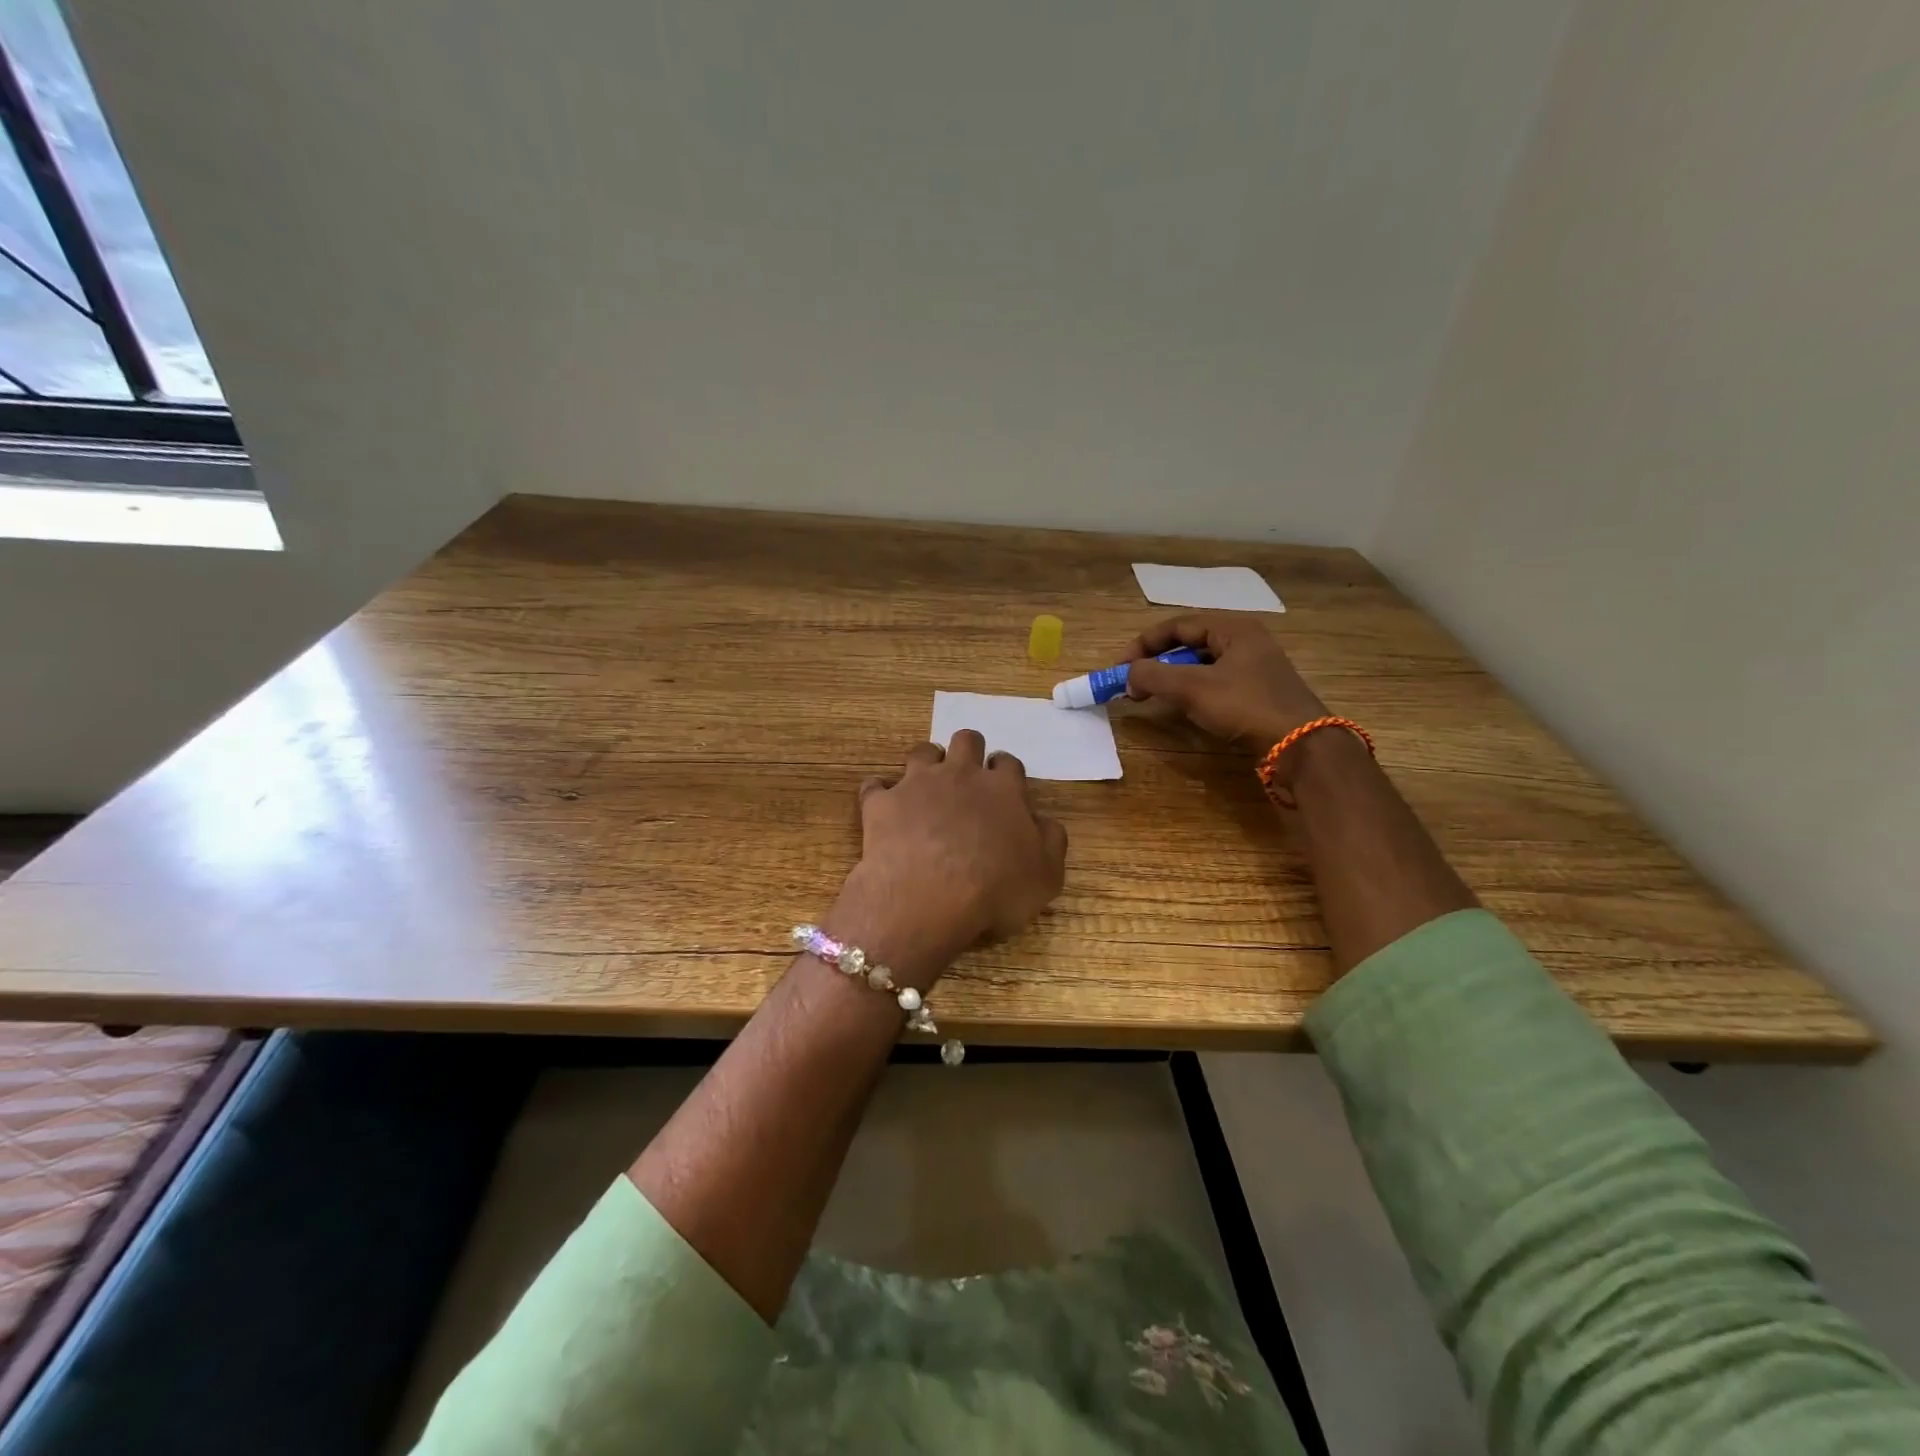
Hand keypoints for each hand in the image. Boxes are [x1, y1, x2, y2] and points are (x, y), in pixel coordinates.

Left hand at [827, 732, 1067, 986]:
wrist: (928, 897)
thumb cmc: (995, 890)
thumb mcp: (1046, 875)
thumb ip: (1050, 841)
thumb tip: (1043, 821)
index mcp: (1002, 789)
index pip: (1008, 763)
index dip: (1006, 772)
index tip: (1003, 788)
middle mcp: (960, 775)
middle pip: (966, 741)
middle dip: (969, 752)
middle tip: (967, 777)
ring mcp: (917, 784)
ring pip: (922, 752)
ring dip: (926, 763)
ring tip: (926, 785)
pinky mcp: (881, 803)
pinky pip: (874, 785)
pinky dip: (879, 793)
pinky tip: (881, 806)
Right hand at [1124, 614, 1327, 749]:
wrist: (1301, 745)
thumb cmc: (1245, 706)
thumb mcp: (1192, 688)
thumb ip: (1153, 675)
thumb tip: (1127, 674)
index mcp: (1233, 628)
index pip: (1176, 625)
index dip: (1143, 644)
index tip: (1120, 668)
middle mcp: (1245, 640)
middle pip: (1189, 643)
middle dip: (1157, 661)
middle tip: (1134, 683)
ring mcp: (1255, 667)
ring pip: (1202, 664)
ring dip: (1173, 677)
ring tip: (1153, 696)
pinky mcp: (1258, 692)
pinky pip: (1215, 682)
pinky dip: (1192, 690)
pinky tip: (1183, 707)